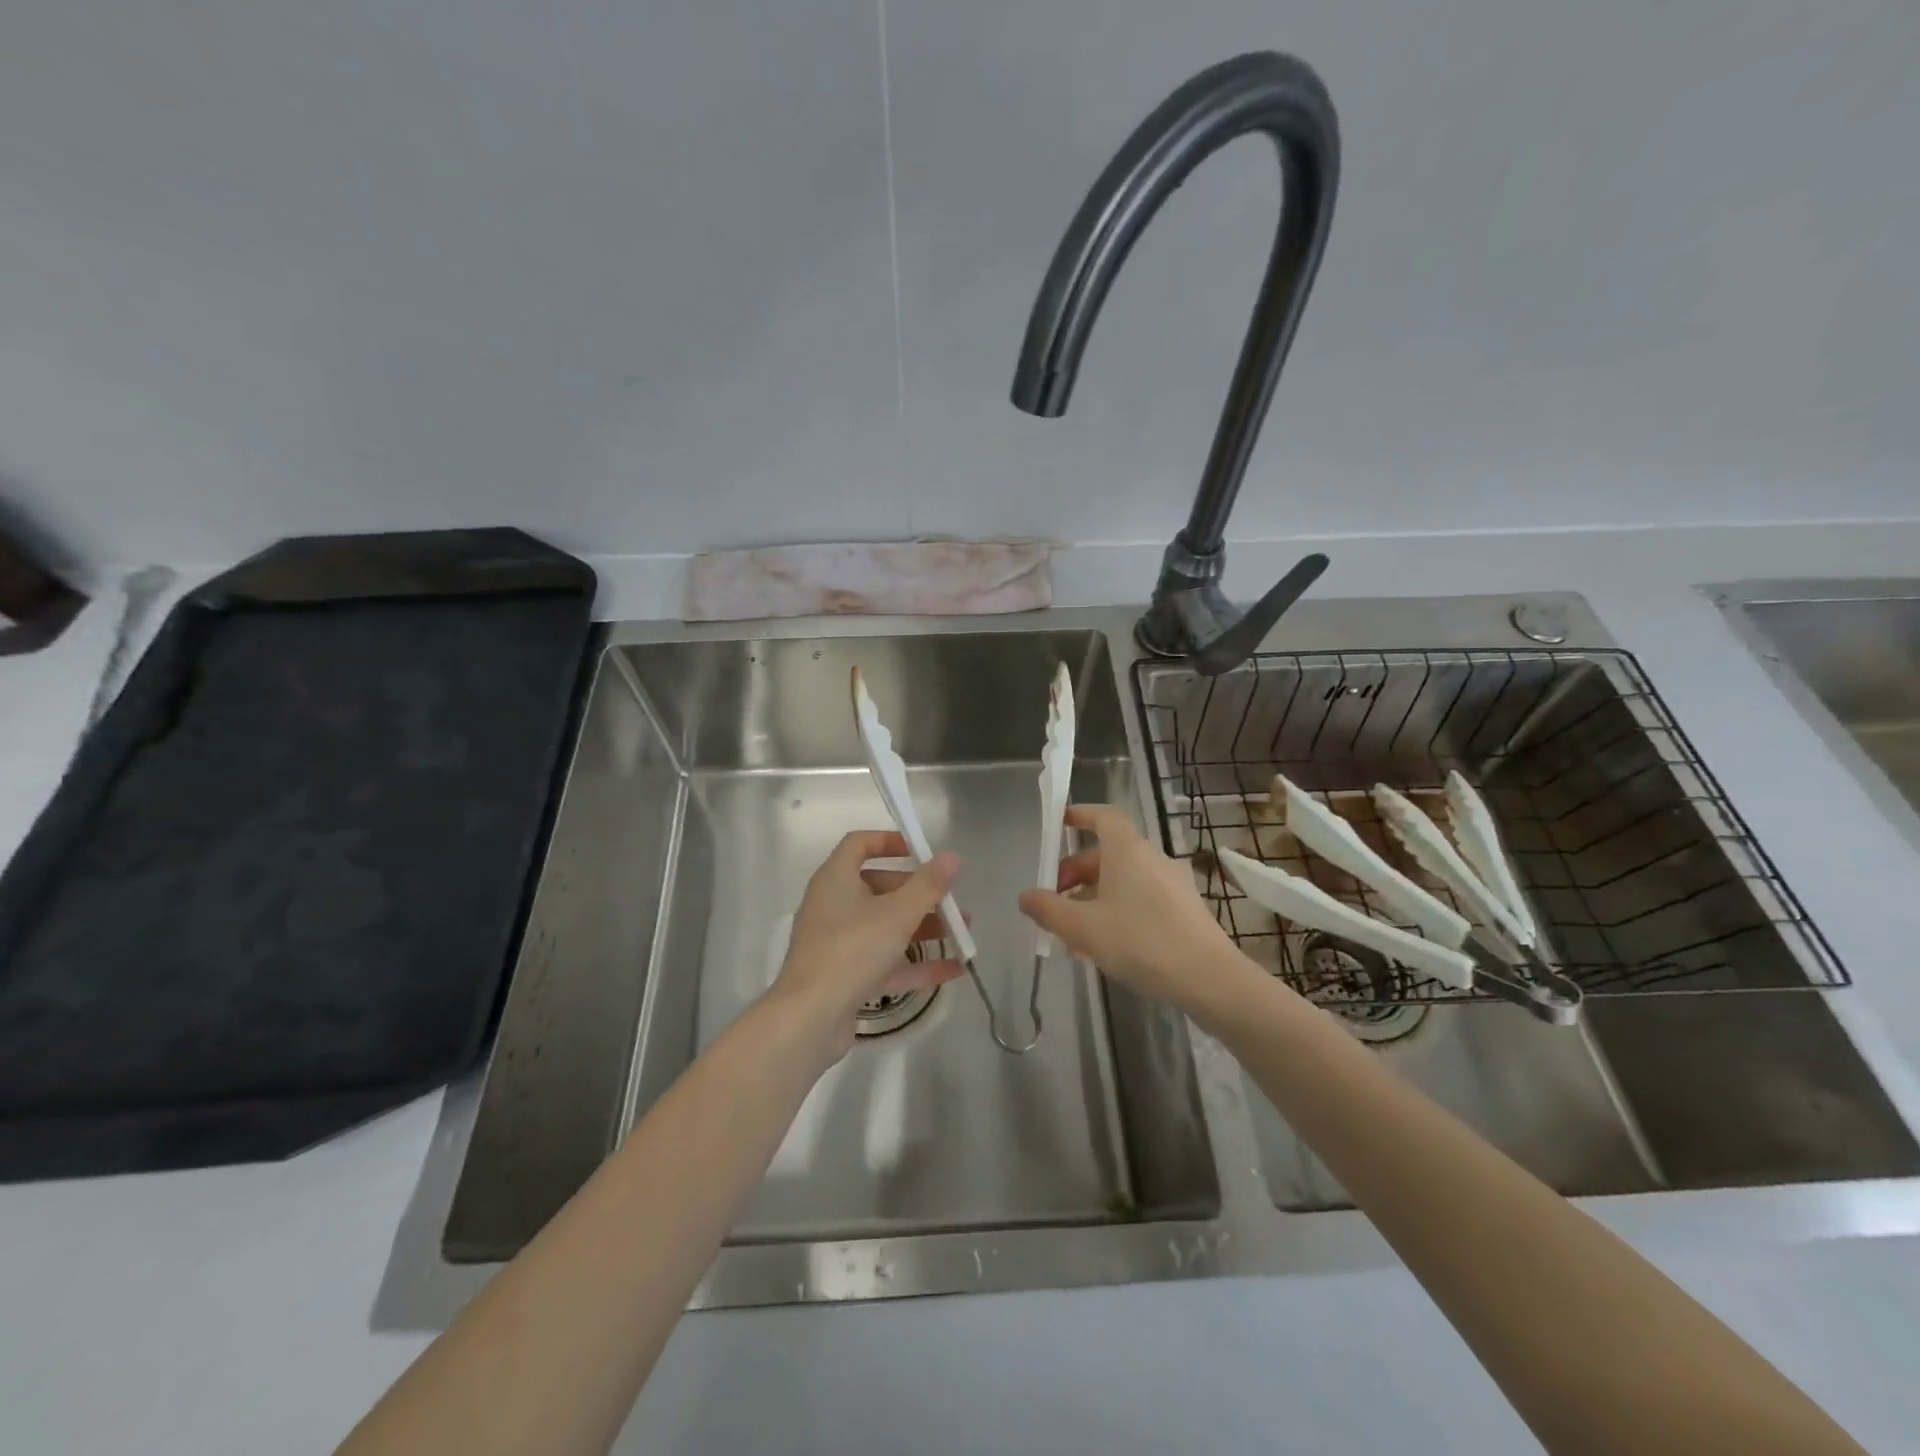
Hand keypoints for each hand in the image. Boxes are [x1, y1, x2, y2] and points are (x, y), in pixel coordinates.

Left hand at [769, 830, 965, 1063]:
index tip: (921, 850)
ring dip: (924, 928)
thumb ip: (928, 885)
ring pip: (886, 927)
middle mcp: (833, 906)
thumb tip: (952, 856)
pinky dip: (916, 964)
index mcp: (836, 879)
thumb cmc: (852, 951)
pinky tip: (954, 969)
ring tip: (962, 934)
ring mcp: (839, 943)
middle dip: (920, 894)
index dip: (890, 841)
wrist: (810, 1019)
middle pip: (880, 888)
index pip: (859, 844)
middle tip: (952, 902)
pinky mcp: (846, 976)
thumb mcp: (898, 913)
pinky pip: (886, 962)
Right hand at [1018, 804, 1249, 1016]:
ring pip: (1123, 880)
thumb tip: (1026, 896)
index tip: (1059, 824)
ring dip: (1094, 897)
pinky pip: (1141, 898)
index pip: (1103, 816)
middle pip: (1107, 853)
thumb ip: (1049, 910)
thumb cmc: (1140, 942)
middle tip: (1056, 902)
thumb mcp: (1083, 928)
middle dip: (1076, 873)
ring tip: (1074, 934)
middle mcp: (1151, 858)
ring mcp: (1171, 883)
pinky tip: (1105, 946)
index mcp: (1127, 850)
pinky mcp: (1184, 908)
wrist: (1209, 979)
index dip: (1080, 815)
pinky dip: (1117, 910)